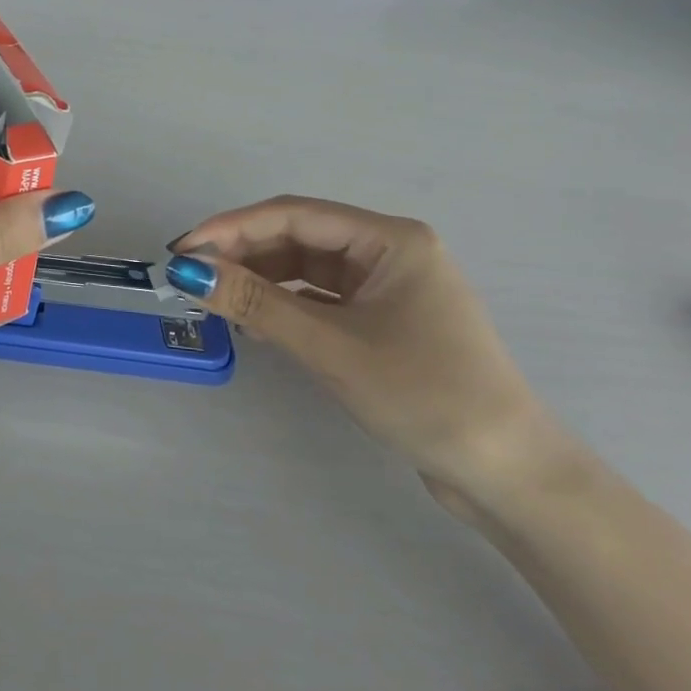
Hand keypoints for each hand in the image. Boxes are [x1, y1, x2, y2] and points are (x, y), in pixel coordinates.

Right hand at [164, 197, 570, 515]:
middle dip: (242, 254)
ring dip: (260, 280)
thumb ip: (255, 303)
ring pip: (305, 267)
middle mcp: (389, 251)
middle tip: (190, 277)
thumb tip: (186, 271)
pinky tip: (255, 322)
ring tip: (216, 301)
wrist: (508, 475)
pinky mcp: (382, 319)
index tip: (183, 250)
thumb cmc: (424, 395)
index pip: (293, 215)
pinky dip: (284, 305)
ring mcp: (387, 286)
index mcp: (391, 240)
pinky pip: (319, 297)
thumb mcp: (329, 346)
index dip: (231, 227)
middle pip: (297, 237)